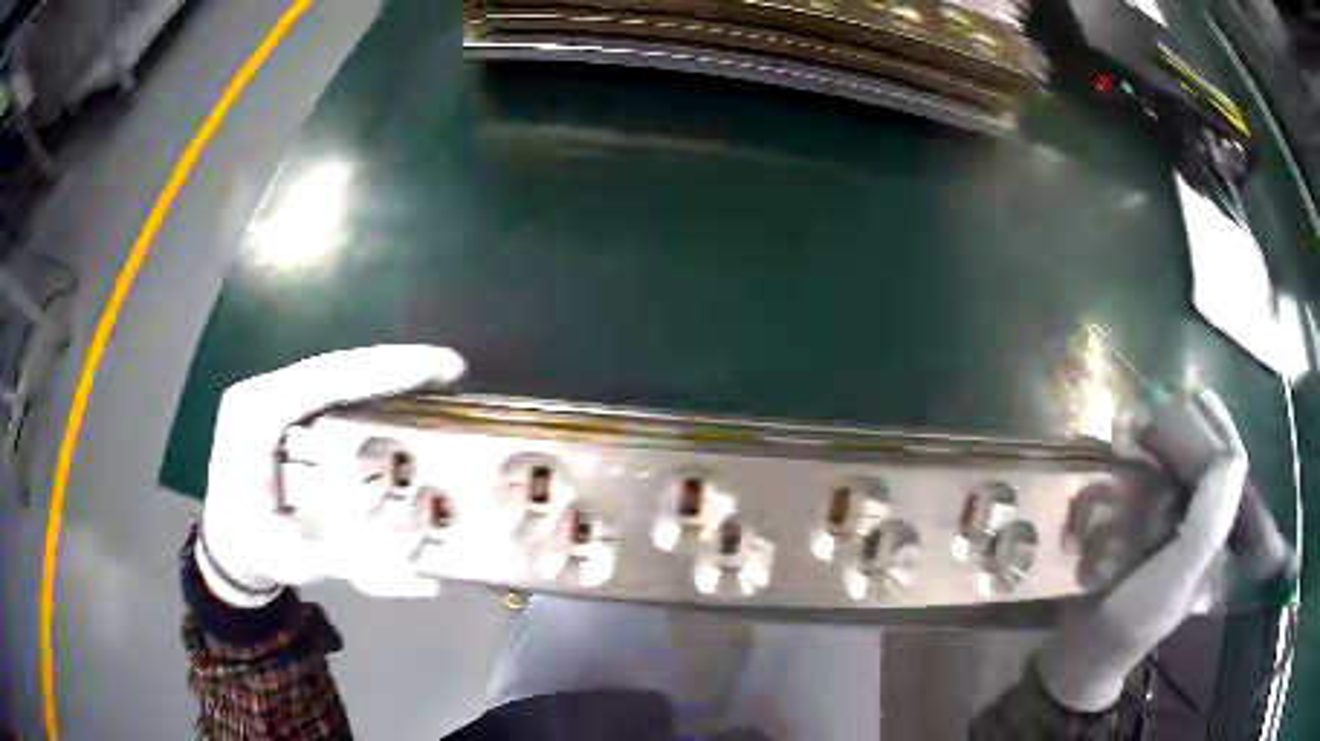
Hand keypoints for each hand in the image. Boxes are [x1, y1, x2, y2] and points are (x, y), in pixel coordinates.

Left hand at [195, 345, 466, 606]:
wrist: (226, 545)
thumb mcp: (292, 561)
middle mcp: (262, 395)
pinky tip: (401, 401)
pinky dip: (367, 396)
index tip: (440, 367)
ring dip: (382, 377)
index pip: (323, 380)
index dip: (383, 370)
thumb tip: (428, 583)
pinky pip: (329, 396)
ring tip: (434, 379)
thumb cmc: (252, 550)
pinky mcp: (282, 413)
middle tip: (448, 370)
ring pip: (333, 379)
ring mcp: (270, 400)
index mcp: (254, 417)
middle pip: (334, 371)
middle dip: (391, 367)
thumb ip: (353, 567)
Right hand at [1035, 389, 1247, 710]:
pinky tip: (1116, 446)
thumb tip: (1231, 455)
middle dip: (1181, 429)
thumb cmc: (1134, 618)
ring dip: (1153, 439)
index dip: (1218, 430)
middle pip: (1201, 456)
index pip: (1230, 467)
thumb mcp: (1177, 578)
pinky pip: (1143, 475)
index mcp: (1218, 533)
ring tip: (1130, 426)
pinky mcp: (1139, 520)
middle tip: (1152, 409)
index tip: (1196, 397)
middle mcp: (1199, 517)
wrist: (1082, 649)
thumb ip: (1209, 523)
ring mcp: (1169, 517)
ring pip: (1172, 460)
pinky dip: (1132, 457)